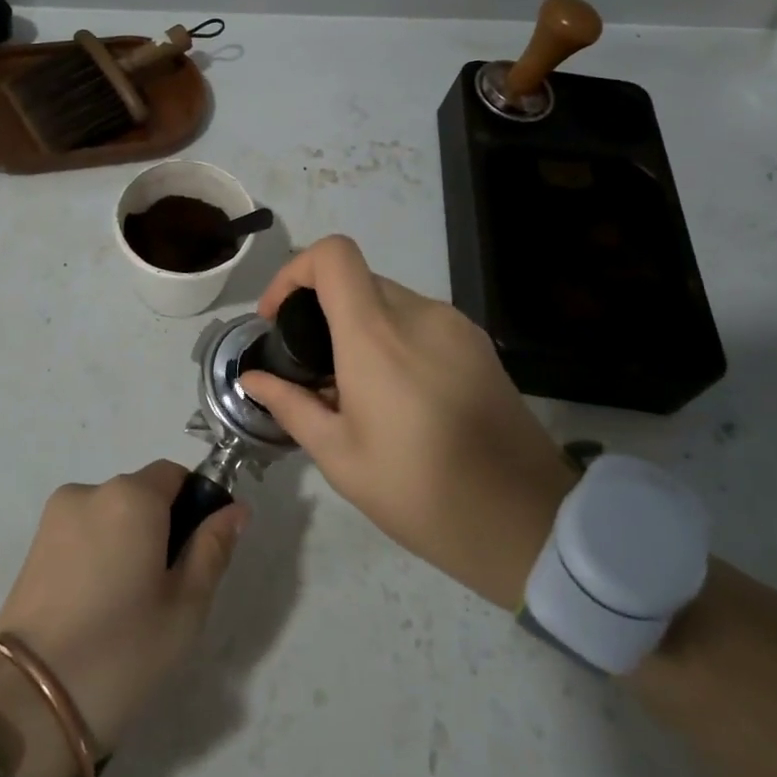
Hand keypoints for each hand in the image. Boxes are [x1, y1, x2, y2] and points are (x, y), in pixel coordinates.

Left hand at [0, 461, 244, 776]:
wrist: (27, 704)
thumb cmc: (122, 651)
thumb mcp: (186, 607)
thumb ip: (212, 548)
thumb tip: (236, 509)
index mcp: (132, 497)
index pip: (176, 474)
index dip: (194, 505)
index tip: (196, 554)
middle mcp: (90, 491)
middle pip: (142, 494)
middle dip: (160, 527)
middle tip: (166, 590)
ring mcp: (55, 518)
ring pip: (111, 516)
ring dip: (127, 542)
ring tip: (126, 606)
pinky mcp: (33, 546)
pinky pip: (82, 534)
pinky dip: (98, 555)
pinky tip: (96, 607)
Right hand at [237, 235, 572, 609]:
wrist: (524, 521)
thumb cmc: (418, 491)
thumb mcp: (339, 456)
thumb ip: (290, 404)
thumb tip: (252, 378)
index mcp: (376, 335)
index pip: (332, 255)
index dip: (295, 271)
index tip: (278, 317)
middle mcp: (418, 313)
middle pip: (357, 279)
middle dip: (323, 310)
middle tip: (313, 368)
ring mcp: (455, 325)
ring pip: (389, 299)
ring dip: (360, 327)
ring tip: (356, 388)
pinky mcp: (479, 343)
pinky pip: (421, 320)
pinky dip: (394, 338)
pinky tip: (398, 393)